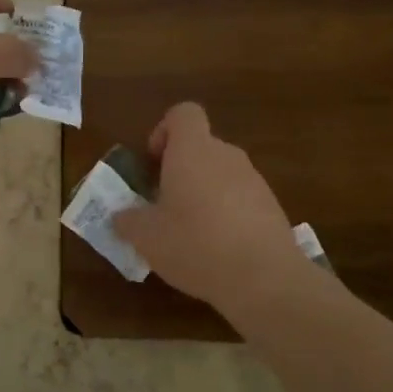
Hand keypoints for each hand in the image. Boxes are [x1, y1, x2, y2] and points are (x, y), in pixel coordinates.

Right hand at [114, 103, 308, 312]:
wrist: (264, 278)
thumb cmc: (196, 245)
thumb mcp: (146, 237)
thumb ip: (127, 220)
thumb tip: (121, 216)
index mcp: (193, 151)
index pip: (183, 113)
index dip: (164, 130)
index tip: (154, 163)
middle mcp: (226, 155)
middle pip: (201, 146)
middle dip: (180, 170)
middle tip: (164, 205)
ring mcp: (254, 180)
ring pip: (221, 174)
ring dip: (204, 193)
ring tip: (190, 233)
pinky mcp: (272, 206)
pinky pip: (241, 198)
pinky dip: (227, 214)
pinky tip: (219, 249)